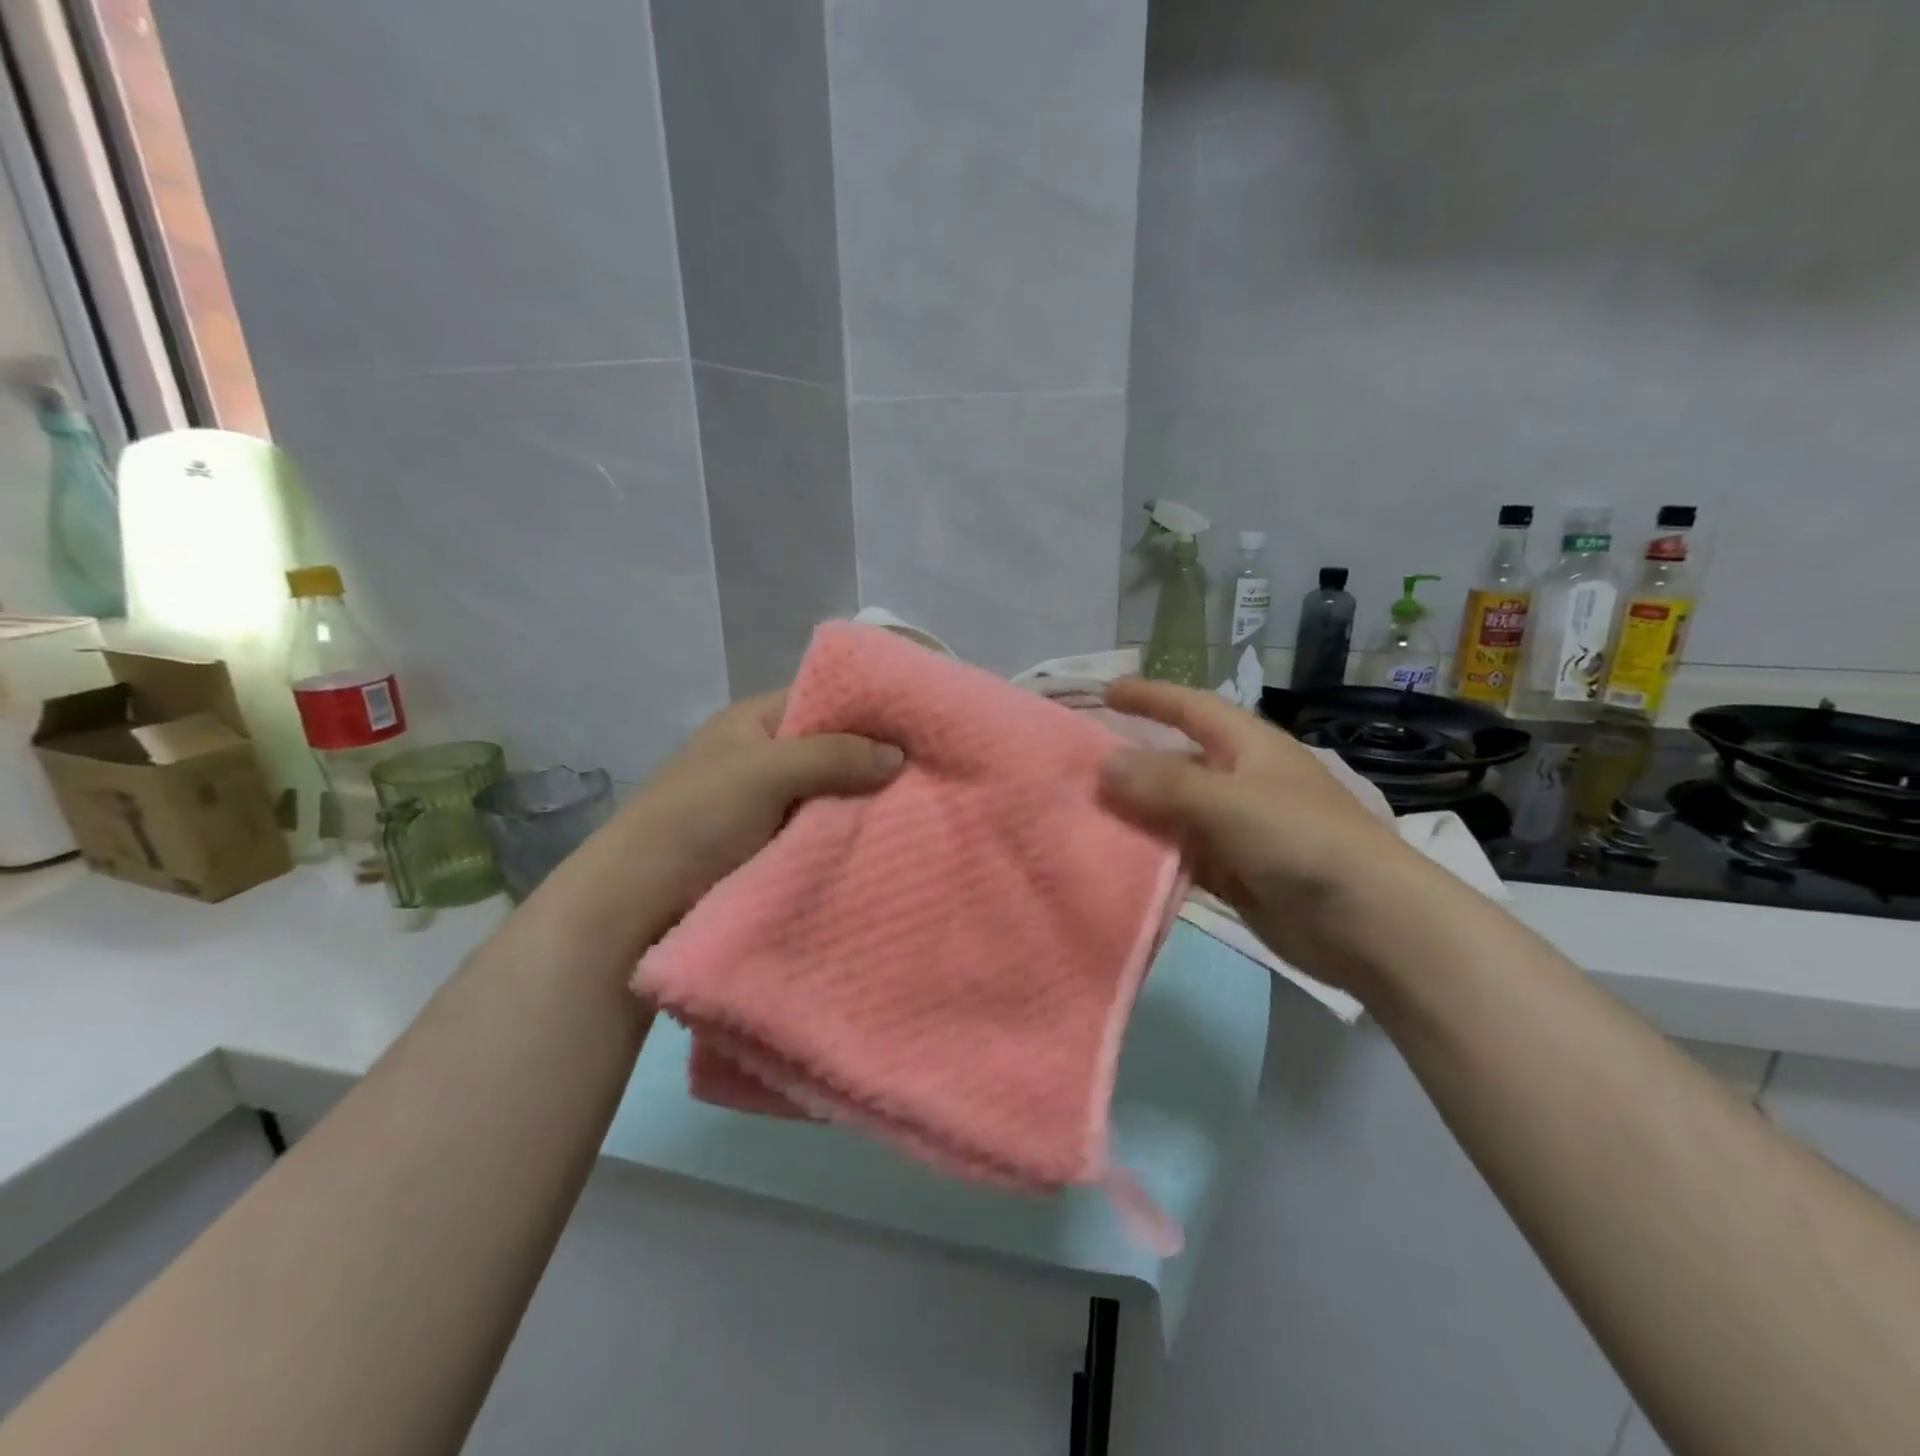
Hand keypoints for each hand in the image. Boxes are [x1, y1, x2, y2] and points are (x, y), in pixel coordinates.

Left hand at [543, 691, 901, 951]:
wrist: (640, 901)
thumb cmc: (696, 817)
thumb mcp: (763, 771)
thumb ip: (832, 755)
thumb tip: (899, 755)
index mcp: (755, 722)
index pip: (822, 696)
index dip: (868, 706)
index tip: (919, 719)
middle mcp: (766, 756)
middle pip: (833, 746)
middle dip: (875, 757)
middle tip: (932, 765)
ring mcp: (772, 803)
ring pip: (833, 791)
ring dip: (866, 799)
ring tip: (926, 801)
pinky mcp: (777, 845)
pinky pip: (825, 828)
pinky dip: (851, 831)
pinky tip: (893, 835)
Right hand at [1097, 678, 1422, 990]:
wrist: (1369, 924)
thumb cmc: (1301, 841)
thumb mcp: (1229, 801)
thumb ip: (1164, 783)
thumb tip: (1104, 764)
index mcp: (1249, 746)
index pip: (1191, 707)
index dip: (1150, 696)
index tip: (1105, 692)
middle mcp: (1243, 780)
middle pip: (1178, 762)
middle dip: (1134, 762)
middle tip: (1081, 767)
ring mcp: (1240, 829)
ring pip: (1177, 812)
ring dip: (1139, 813)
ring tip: (1086, 814)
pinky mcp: (1239, 872)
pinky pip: (1185, 854)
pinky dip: (1156, 854)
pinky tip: (1119, 859)